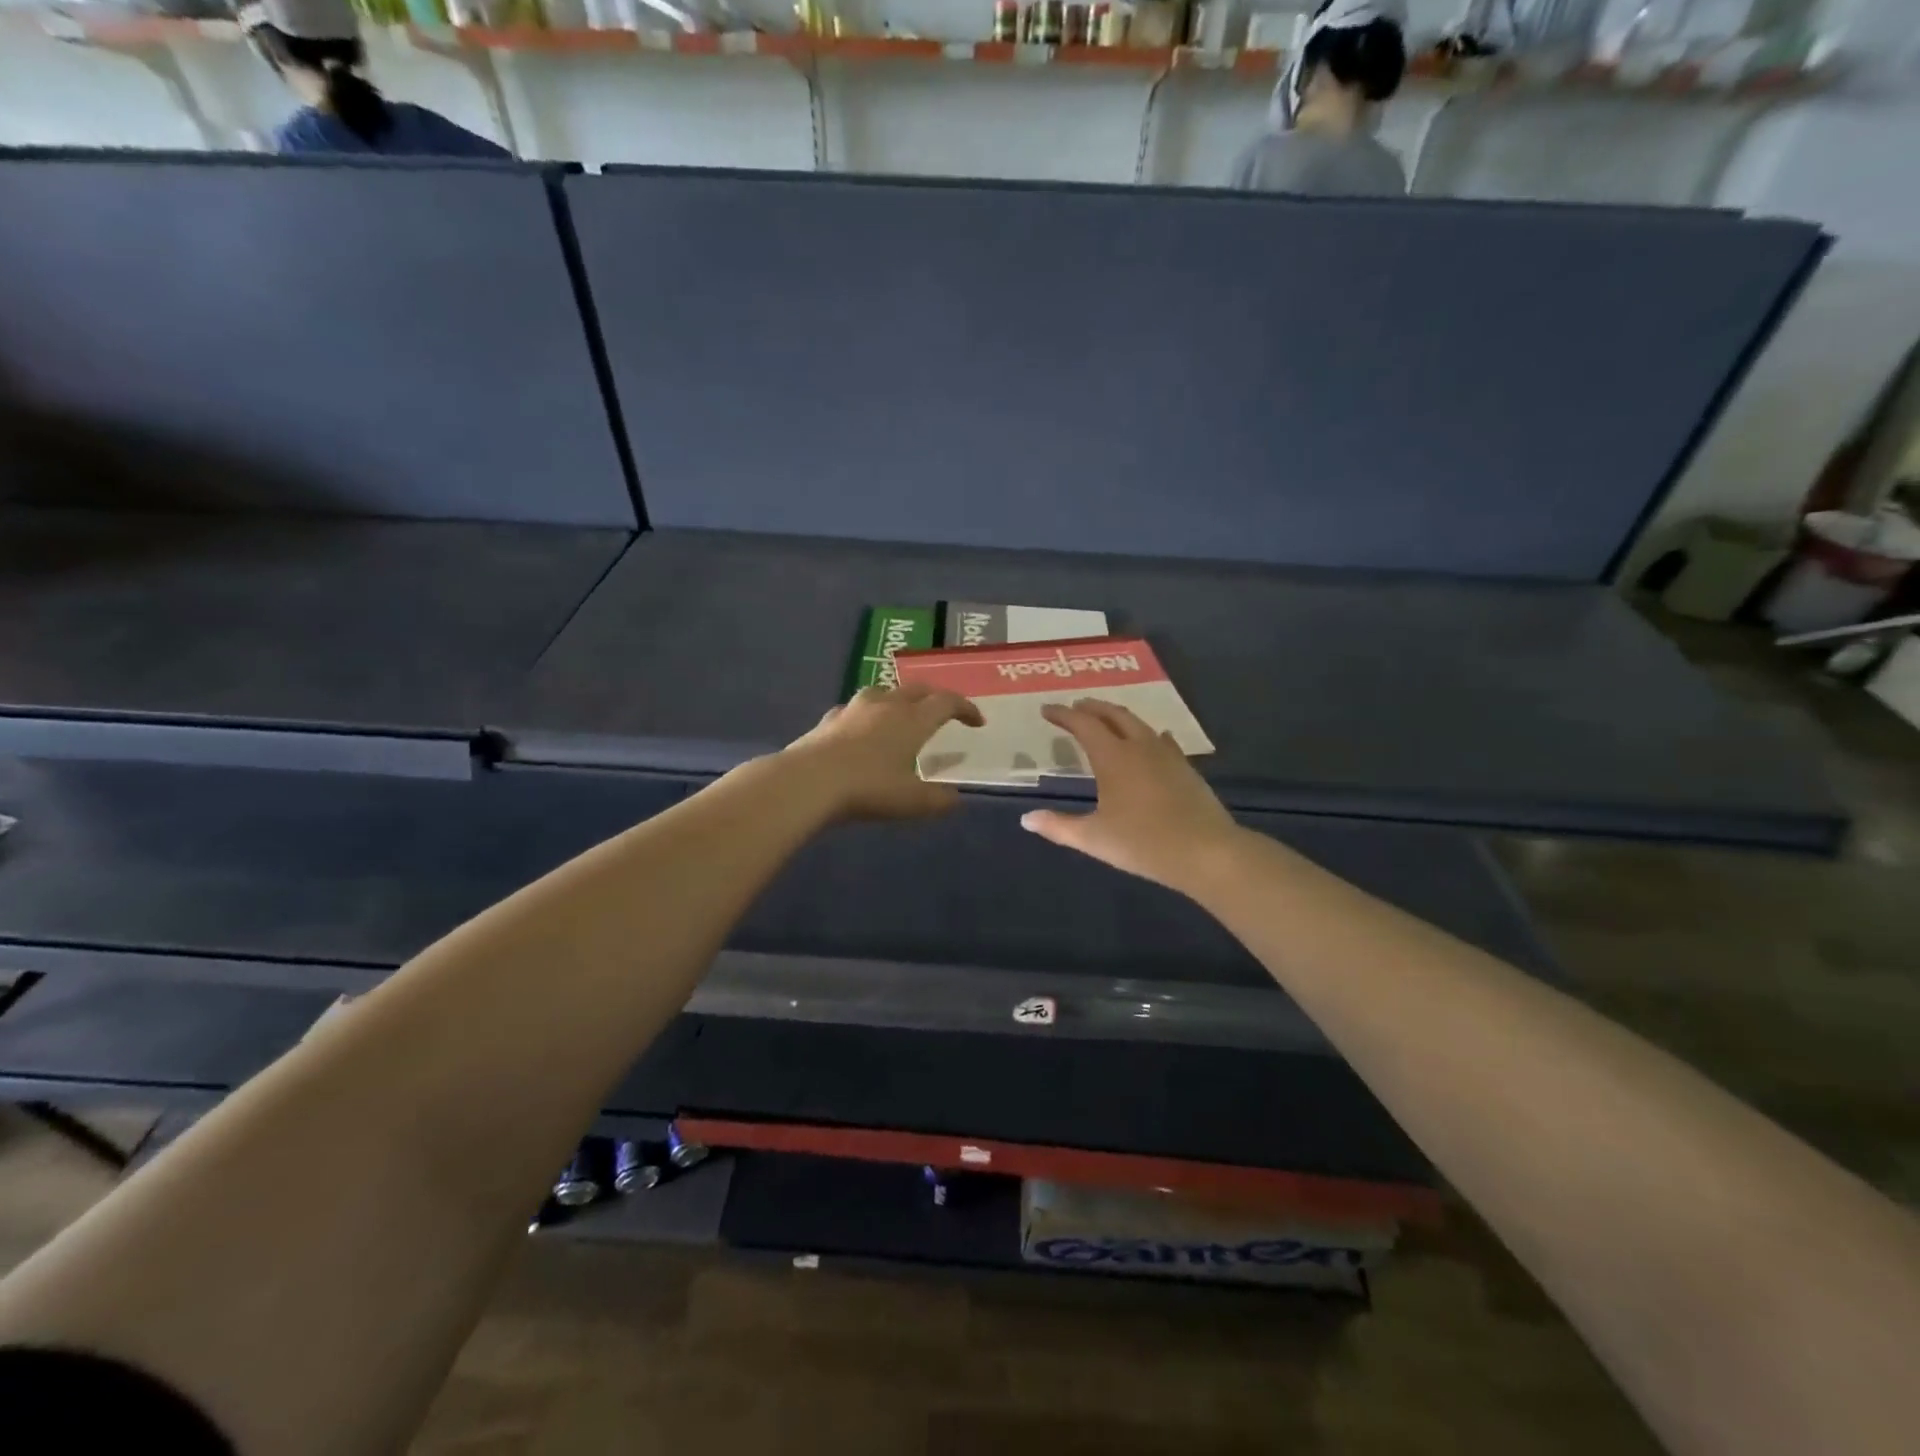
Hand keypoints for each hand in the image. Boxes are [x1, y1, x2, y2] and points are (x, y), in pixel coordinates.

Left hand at [782, 683, 984, 820]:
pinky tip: (860, 729)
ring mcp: (854, 709)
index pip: (947, 702)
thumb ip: (938, 800)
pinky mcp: (829, 720)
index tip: (977, 721)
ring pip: (883, 692)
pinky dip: (866, 715)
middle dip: (935, 697)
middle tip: (944, 711)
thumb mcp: (912, 802)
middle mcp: (886, 705)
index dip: (966, 709)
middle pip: (917, 689)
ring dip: (899, 699)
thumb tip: (954, 799)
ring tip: (901, 715)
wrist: (809, 782)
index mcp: (913, 719)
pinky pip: (854, 709)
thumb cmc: (869, 789)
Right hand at [1021, 698, 1242, 893]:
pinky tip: (1152, 741)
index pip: (1083, 725)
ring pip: (1139, 724)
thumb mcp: (1094, 838)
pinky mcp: (1186, 769)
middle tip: (1076, 706)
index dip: (1064, 715)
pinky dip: (1148, 735)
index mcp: (1113, 757)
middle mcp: (1140, 747)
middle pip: (1114, 715)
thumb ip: (1059, 826)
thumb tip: (1027, 819)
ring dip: (1118, 717)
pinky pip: (1162, 741)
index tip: (1047, 709)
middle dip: (1092, 707)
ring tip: (1107, 720)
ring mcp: (1167, 755)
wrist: (1205, 852)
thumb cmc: (1142, 843)